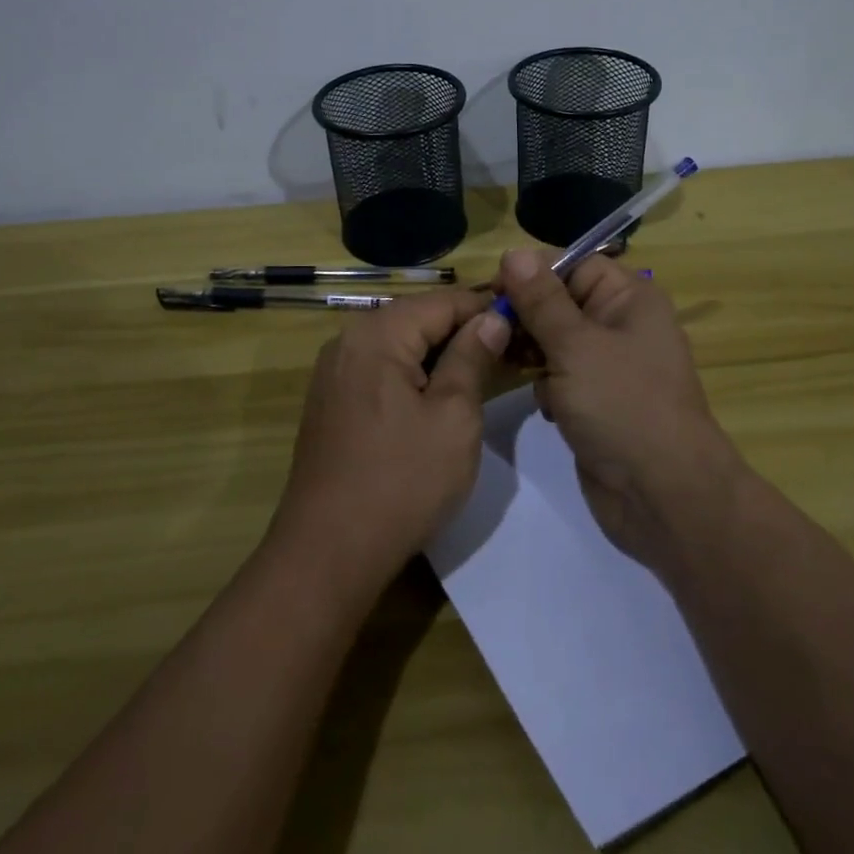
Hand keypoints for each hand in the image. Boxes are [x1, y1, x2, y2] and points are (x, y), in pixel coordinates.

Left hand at [270, 288, 509, 594]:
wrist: (328, 551)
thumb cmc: (402, 481)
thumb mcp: (453, 416)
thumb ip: (472, 358)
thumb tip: (492, 318)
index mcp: (377, 334)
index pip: (442, 302)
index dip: (486, 309)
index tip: (525, 325)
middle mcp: (348, 341)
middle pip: (418, 319)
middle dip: (464, 332)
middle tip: (510, 354)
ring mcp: (334, 372)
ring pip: (400, 345)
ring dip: (441, 355)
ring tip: (483, 376)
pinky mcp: (331, 401)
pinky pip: (381, 370)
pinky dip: (414, 376)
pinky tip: (440, 399)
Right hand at [497, 248, 744, 567]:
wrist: (663, 496)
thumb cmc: (622, 405)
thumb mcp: (576, 345)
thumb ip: (541, 299)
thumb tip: (513, 252)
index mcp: (628, 298)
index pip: (572, 264)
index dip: (532, 272)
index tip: (491, 289)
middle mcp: (620, 324)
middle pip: (559, 301)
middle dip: (525, 314)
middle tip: (488, 331)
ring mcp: (608, 366)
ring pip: (554, 340)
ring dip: (530, 351)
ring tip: (505, 364)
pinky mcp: (596, 401)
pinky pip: (559, 376)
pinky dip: (545, 385)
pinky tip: (543, 405)